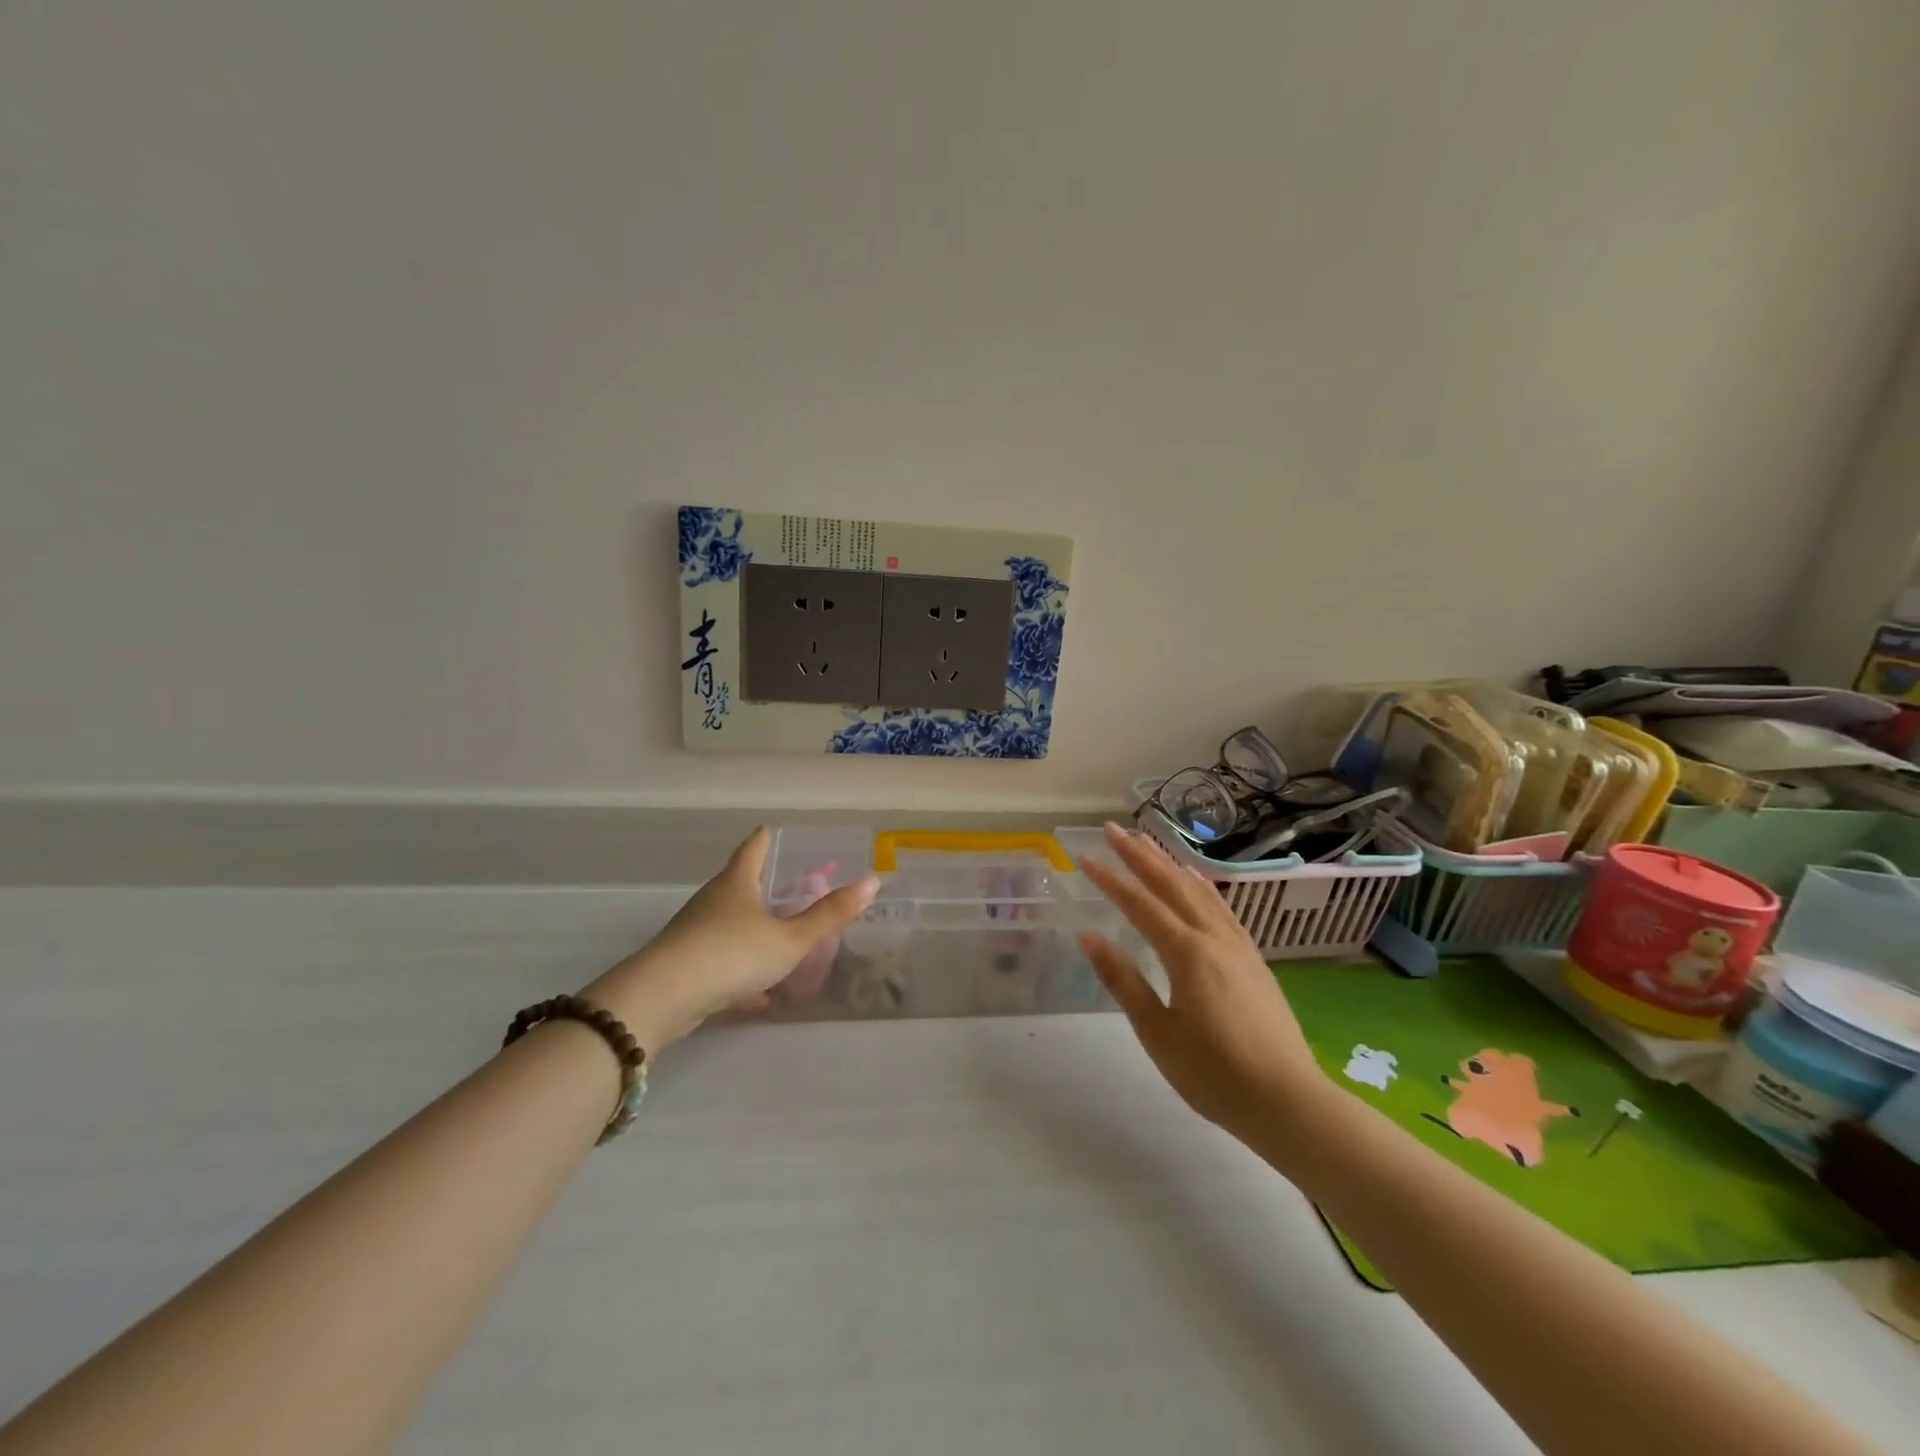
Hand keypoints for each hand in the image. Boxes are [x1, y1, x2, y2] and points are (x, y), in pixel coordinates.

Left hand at [582, 829, 878, 1051]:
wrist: (663, 998)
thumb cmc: (732, 954)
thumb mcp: (790, 938)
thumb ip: (829, 914)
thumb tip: (872, 881)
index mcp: (736, 884)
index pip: (752, 849)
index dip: (764, 838)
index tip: (770, 830)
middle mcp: (712, 901)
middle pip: (738, 884)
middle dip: (761, 885)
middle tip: (787, 886)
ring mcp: (694, 933)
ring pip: (728, 924)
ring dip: (751, 928)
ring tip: (778, 939)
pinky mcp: (683, 966)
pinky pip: (720, 961)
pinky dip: (741, 970)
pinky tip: (760, 997)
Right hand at [1078, 823, 1333, 1161]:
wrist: (1288, 1102)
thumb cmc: (1214, 1074)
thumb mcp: (1157, 1033)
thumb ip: (1123, 980)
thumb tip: (1089, 936)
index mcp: (1187, 953)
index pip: (1140, 904)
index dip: (1110, 878)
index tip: (1084, 857)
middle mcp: (1213, 937)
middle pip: (1170, 884)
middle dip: (1139, 854)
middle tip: (1112, 829)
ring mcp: (1238, 945)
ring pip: (1198, 890)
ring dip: (1169, 862)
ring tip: (1146, 840)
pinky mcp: (1253, 958)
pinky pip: (1221, 906)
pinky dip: (1200, 884)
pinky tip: (1194, 879)